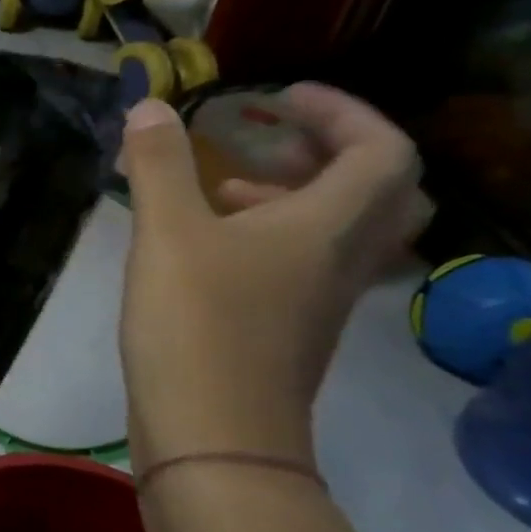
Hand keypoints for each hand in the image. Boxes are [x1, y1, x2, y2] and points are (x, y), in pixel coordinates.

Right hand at [116, 84, 427, 469]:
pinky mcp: (289, 328)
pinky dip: (270, 234)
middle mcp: (340, 259)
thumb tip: (150, 104)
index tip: (280, 98)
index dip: (341, 112)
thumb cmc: (197, 322)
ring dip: (296, 193)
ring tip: (224, 185)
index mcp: (328, 226)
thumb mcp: (168, 232)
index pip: (379, 151)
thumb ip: (160, 164)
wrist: (214, 434)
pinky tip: (208, 243)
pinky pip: (304, 261)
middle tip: (271, 136)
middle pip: (378, 191)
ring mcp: (319, 299)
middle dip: (329, 151)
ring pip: (340, 229)